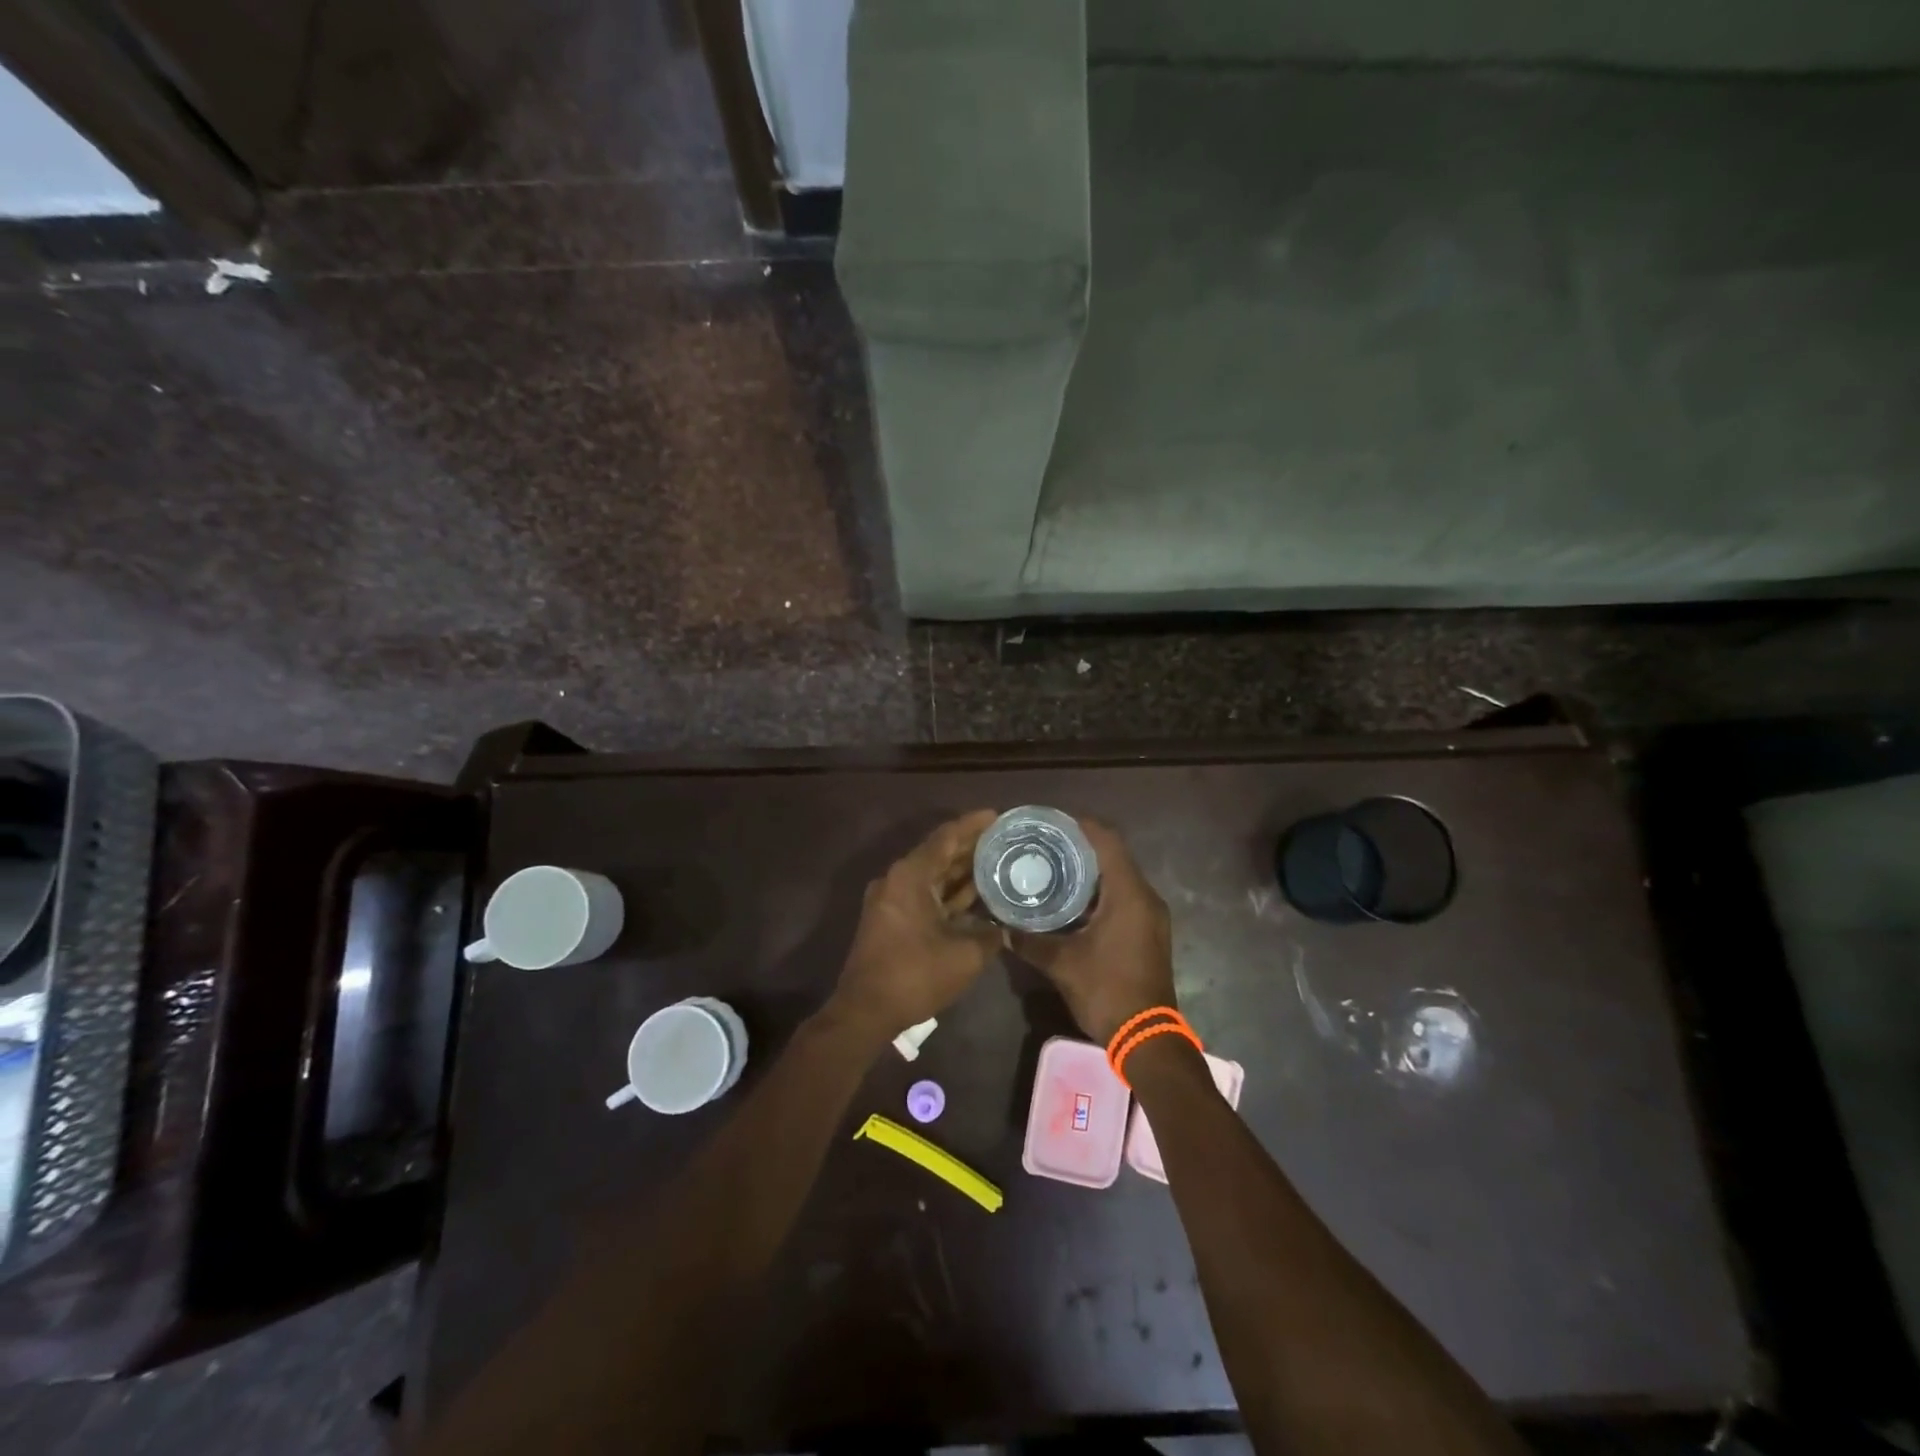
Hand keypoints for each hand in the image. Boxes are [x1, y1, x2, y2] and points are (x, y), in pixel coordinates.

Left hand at [830, 810, 1002, 1042]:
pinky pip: (926, 894)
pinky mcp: (893, 918)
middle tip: (1004, 839)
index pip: (946, 837)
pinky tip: (977, 895)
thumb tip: (1008, 926)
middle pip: (939, 853)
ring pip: (933, 875)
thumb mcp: (965, 955)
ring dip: (962, 870)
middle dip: (971, 846)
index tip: (998, 816)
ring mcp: (892, 899)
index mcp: (911, 875)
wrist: (866, 1010)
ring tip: (998, 861)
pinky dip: (950, 892)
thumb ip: (991, 934)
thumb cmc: (915, 975)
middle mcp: (898, 879)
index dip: (973, 825)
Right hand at [1009, 818, 1175, 1043]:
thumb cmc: (1107, 991)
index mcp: (1128, 894)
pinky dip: (1099, 892)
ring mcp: (1150, 916)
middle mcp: (1145, 897)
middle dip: (1080, 846)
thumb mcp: (1062, 964)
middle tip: (1044, 844)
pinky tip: (1071, 901)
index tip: (1051, 821)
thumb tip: (1002, 927)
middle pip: (1114, 856)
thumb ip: (1030, 941)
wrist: (1147, 1037)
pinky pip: (1123, 897)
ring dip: (1090, 871)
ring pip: (1119, 878)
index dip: (1081, 825)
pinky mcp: (1148, 932)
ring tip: (1052, 867)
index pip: (1107, 841)